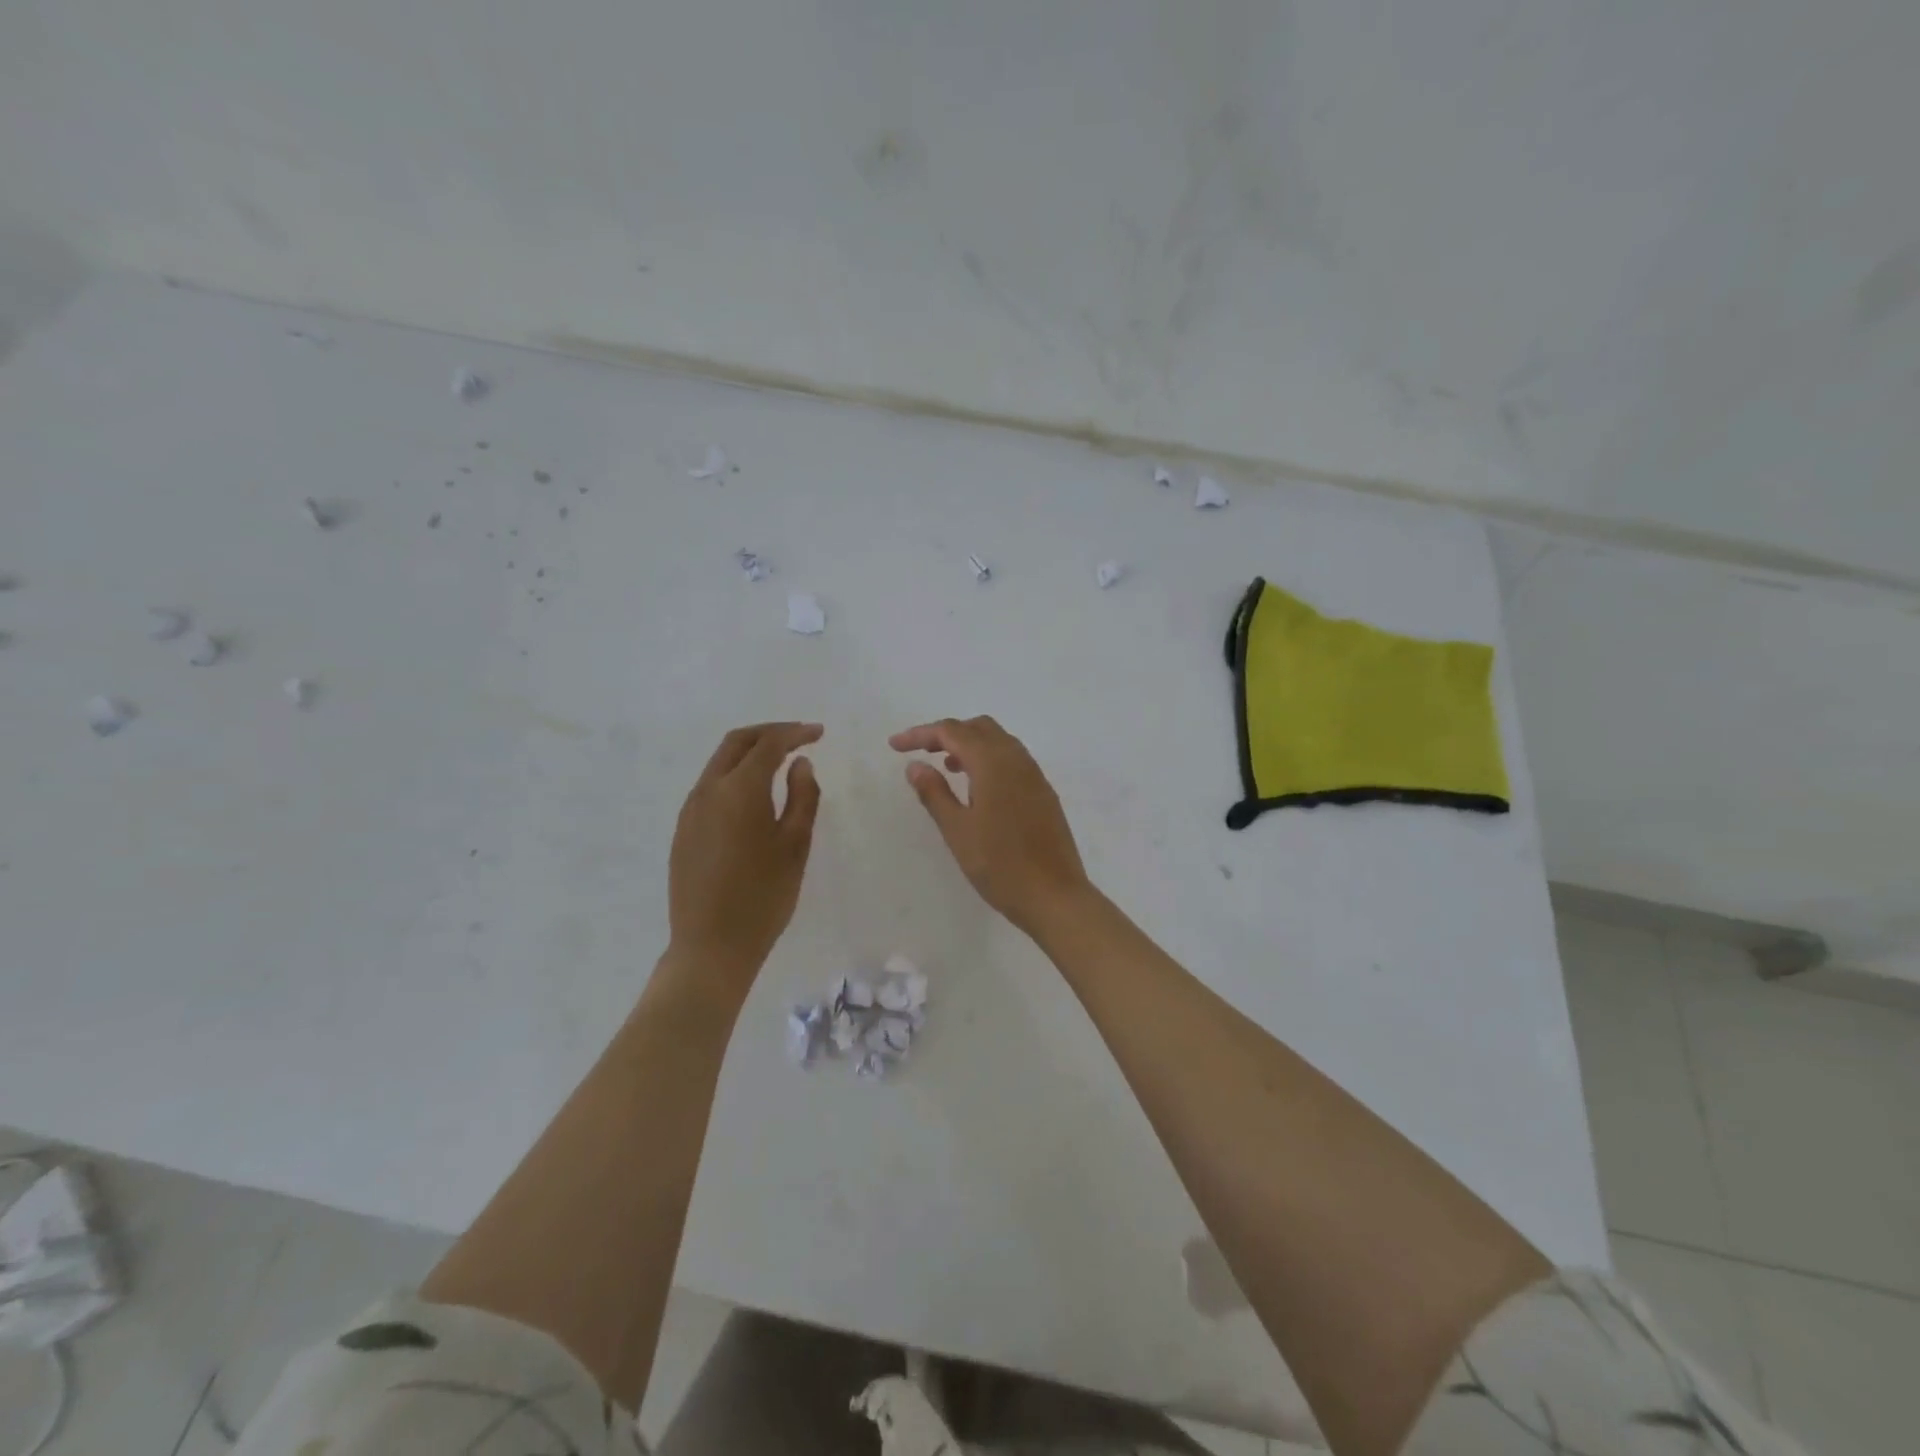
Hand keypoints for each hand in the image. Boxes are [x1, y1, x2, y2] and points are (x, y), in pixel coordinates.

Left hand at [668, 722, 822, 989]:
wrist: (711, 946)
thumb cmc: (764, 896)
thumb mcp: (796, 845)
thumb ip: (802, 796)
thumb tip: (800, 764)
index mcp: (739, 790)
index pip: (768, 745)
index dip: (795, 733)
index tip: (819, 734)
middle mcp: (708, 790)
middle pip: (736, 743)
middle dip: (769, 734)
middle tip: (799, 738)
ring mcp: (690, 811)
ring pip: (719, 763)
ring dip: (749, 753)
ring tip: (780, 763)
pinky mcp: (683, 831)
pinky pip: (710, 787)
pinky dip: (734, 776)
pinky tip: (753, 795)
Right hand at [890, 716, 1090, 935]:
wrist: (1055, 896)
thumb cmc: (1000, 865)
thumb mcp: (958, 830)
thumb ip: (934, 793)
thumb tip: (915, 766)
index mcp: (993, 763)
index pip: (952, 732)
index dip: (921, 734)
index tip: (895, 746)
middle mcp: (1017, 760)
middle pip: (979, 728)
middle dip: (948, 733)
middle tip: (922, 753)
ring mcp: (1035, 776)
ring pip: (999, 742)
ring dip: (970, 745)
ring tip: (947, 769)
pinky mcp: (1044, 793)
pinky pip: (1013, 760)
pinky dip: (989, 760)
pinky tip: (977, 789)